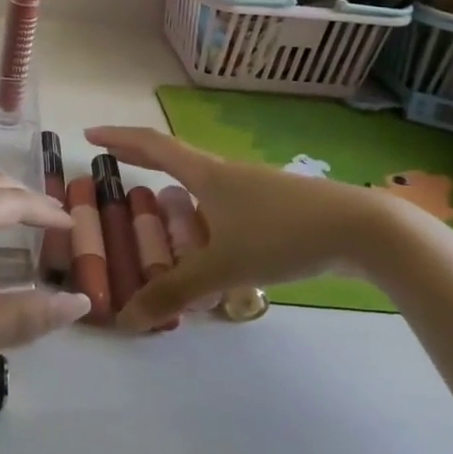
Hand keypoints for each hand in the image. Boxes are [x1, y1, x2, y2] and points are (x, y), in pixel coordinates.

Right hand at [86, 126, 403, 329]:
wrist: (362, 229)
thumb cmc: (283, 235)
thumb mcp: (225, 267)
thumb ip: (176, 292)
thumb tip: (128, 319)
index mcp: (205, 173)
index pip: (151, 146)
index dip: (119, 138)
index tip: (89, 134)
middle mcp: (225, 172)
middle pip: (173, 155)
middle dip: (140, 156)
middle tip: (112, 159)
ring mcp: (253, 186)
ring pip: (202, 180)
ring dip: (175, 185)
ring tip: (159, 206)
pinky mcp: (277, 204)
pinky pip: (225, 200)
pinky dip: (204, 210)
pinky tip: (212, 239)